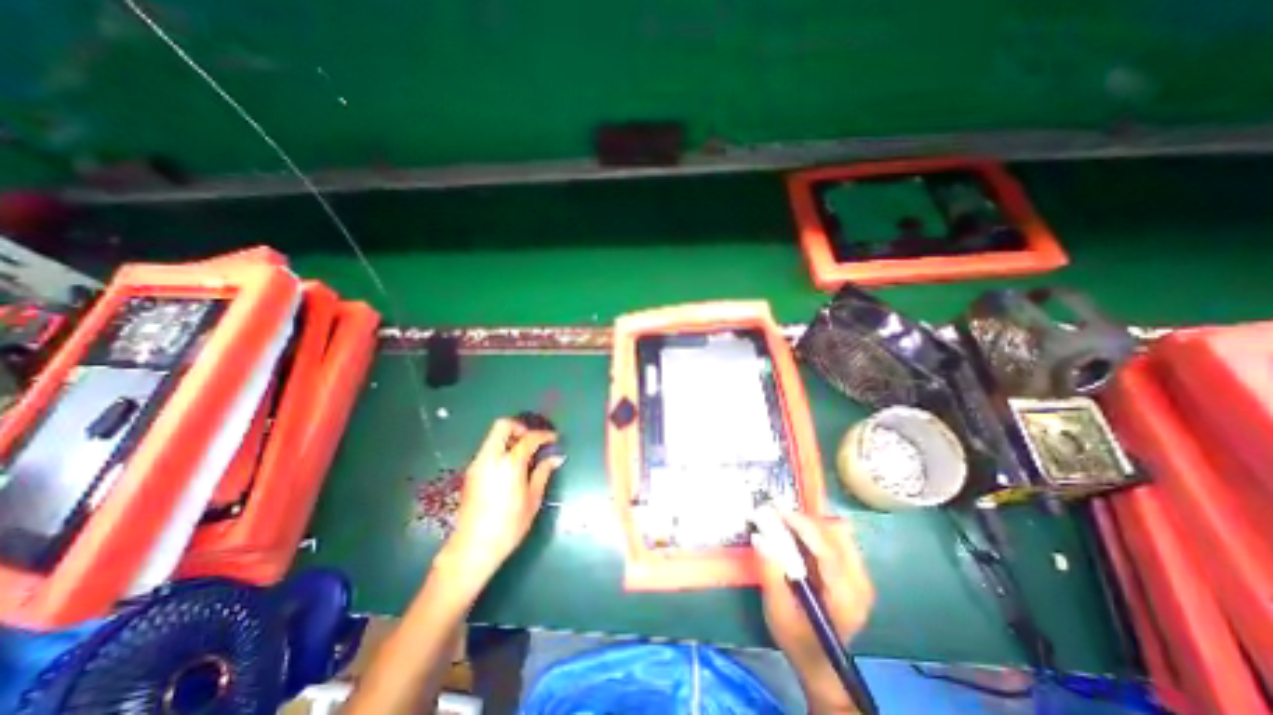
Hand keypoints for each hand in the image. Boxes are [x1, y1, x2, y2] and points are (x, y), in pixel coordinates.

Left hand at [445, 418, 560, 587]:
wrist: (472, 549)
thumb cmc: (508, 526)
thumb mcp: (532, 499)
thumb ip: (543, 473)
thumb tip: (556, 458)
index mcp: (509, 464)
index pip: (529, 438)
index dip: (544, 435)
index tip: (554, 439)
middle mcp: (490, 458)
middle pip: (503, 426)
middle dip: (521, 427)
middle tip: (533, 440)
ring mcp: (477, 465)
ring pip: (493, 437)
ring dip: (510, 438)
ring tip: (525, 454)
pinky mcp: (471, 473)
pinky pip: (488, 450)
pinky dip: (502, 449)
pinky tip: (512, 467)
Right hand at [754, 511, 875, 683]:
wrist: (819, 662)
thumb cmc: (796, 639)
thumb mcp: (777, 610)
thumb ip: (771, 574)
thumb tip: (760, 538)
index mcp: (844, 596)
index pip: (827, 549)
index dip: (802, 525)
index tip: (777, 510)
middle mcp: (860, 583)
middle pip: (836, 534)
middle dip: (805, 520)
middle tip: (777, 514)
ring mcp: (861, 576)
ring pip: (838, 532)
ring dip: (810, 523)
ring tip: (785, 521)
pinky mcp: (854, 572)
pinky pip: (837, 539)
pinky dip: (815, 530)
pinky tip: (797, 533)